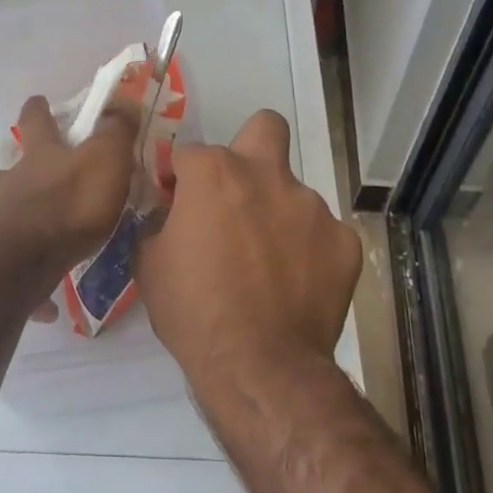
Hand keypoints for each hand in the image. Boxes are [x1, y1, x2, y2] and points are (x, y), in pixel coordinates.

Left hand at [0, 95, 138, 299]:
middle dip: (26, 172)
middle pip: (12, 169)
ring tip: (45, 243)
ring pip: (4, 213)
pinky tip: (47, 304)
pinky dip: (27, 278)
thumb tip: (122, 100)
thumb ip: (116, 131)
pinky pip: (12, 268)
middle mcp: (9, 183)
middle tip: (46, 184)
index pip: (36, 120)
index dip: (39, 109)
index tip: (39, 102)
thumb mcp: (105, 160)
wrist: (18, 263)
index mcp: (39, 156)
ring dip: (22, 221)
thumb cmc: (68, 206)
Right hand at [136, 109, 361, 388]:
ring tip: (266, 264)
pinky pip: (321, 234)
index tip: (176, 203)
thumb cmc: (193, 311)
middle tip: (236, 192)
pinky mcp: (344, 242)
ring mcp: (312, 207)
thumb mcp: (148, 264)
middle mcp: (267, 176)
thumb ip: (158, 222)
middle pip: (265, 127)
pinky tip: (294, 284)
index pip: (189, 153)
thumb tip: (171, 212)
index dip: (179, 178)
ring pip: (292, 192)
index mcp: (214, 173)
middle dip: (250, 147)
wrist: (260, 365)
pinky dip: (307, 250)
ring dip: (276, 214)